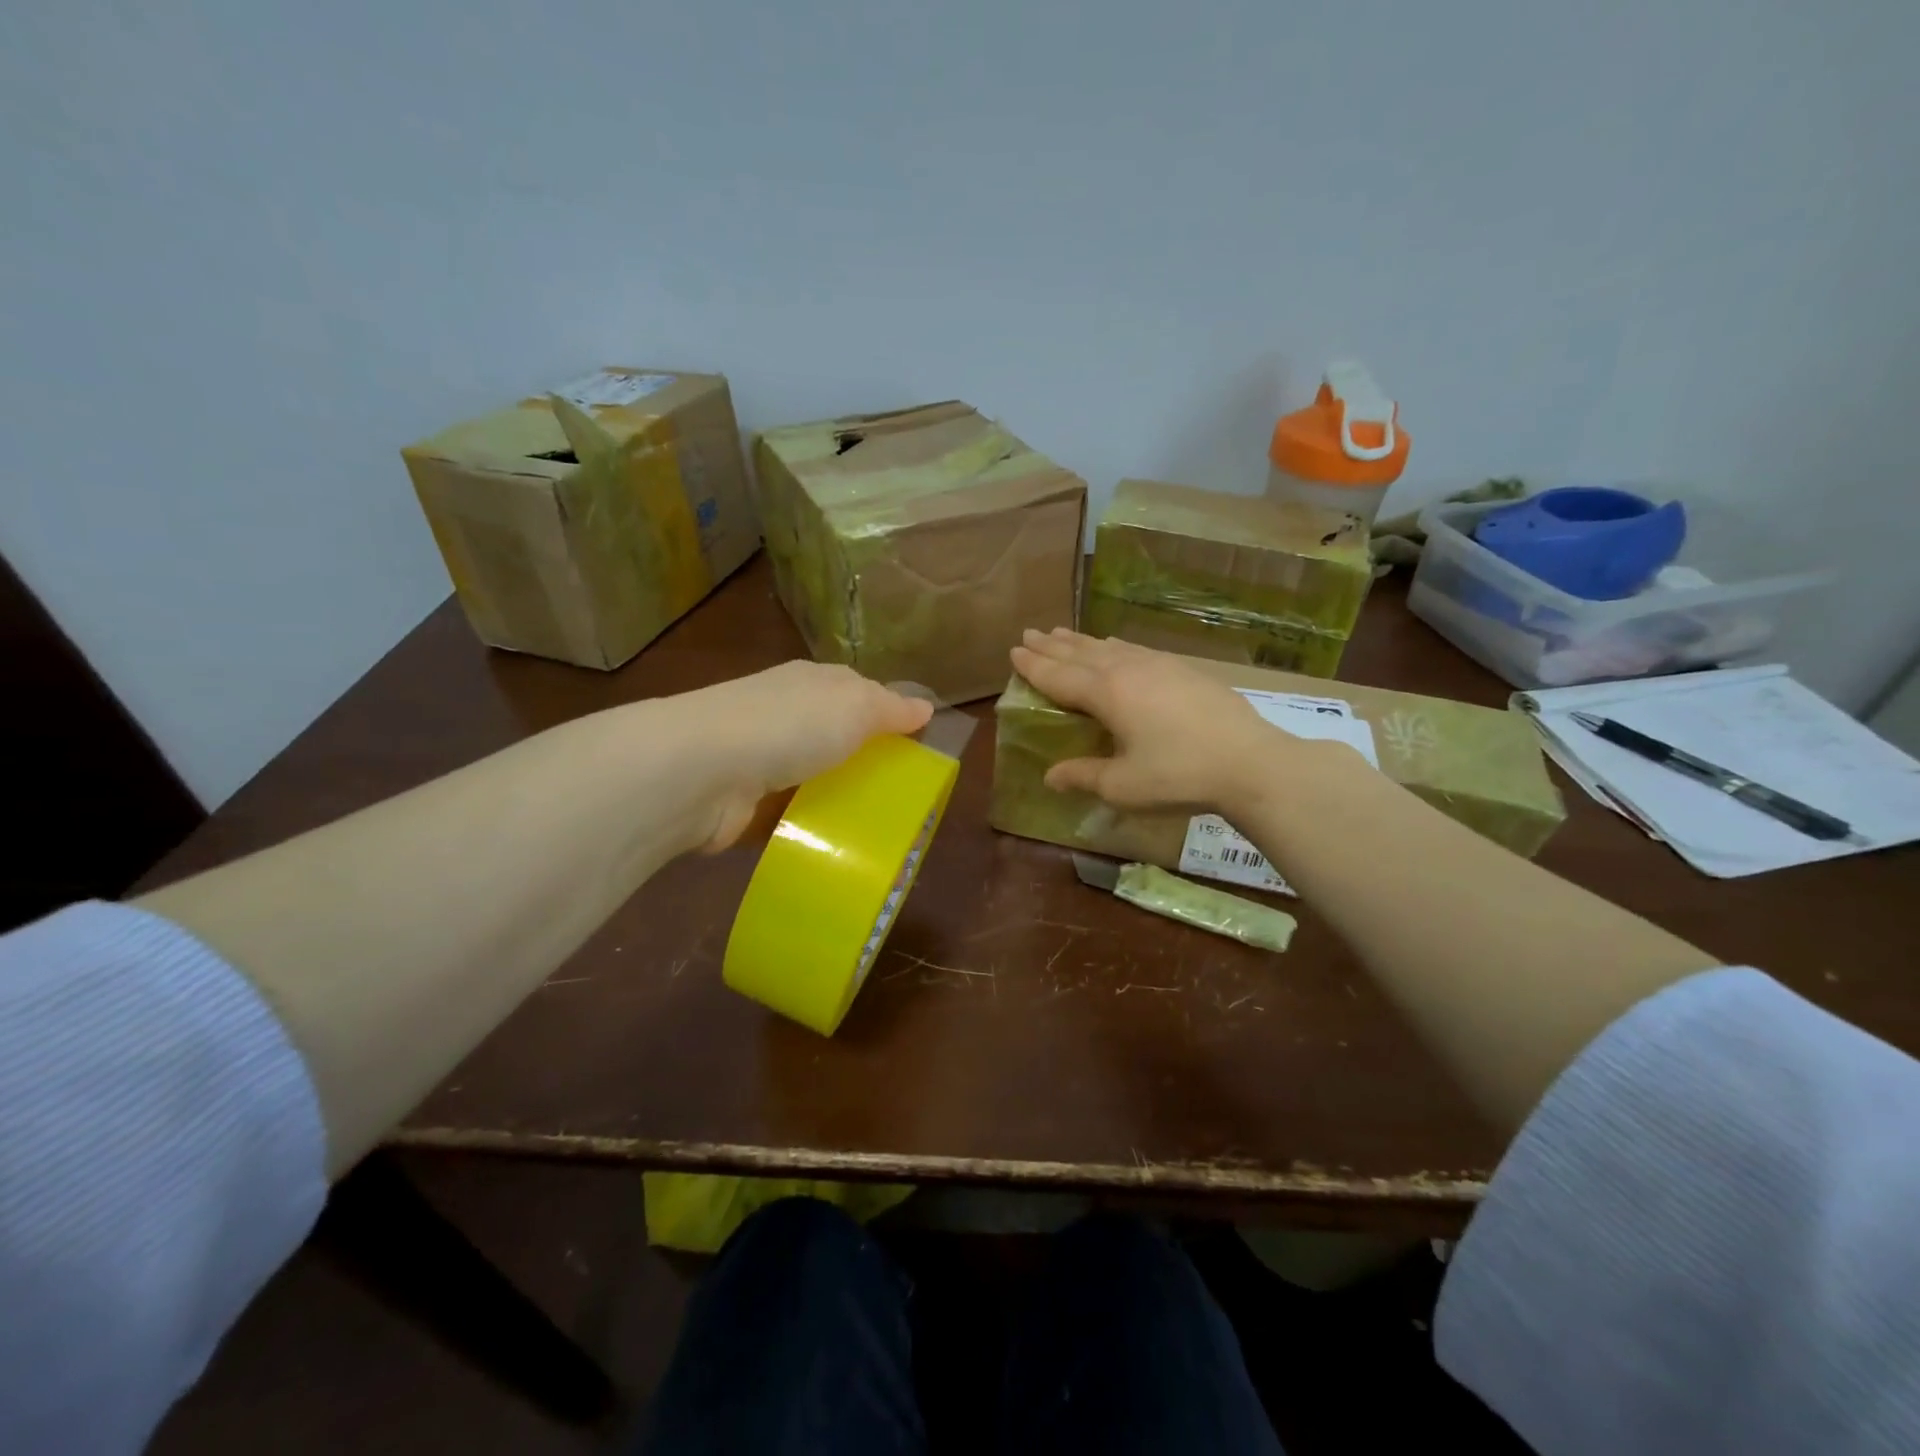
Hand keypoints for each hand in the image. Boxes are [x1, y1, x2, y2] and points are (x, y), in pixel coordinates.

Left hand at [665, 662, 933, 852]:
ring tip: (878, 830)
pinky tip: (835, 847)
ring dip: (837, 799)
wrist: (702, 770)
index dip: (888, 716)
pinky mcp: (745, 803)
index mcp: (812, 683)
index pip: (858, 693)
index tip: (918, 749)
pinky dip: (808, 828)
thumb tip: (925, 706)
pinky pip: (788, 815)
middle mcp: (784, 715)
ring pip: (813, 779)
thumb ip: (891, 708)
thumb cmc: (790, 726)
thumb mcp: (855, 706)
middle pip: (836, 739)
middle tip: (904, 798)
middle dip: (865, 764)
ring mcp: (761, 759)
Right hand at [1009, 628, 1299, 811]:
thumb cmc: (1179, 776)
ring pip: (1108, 646)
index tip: (1014, 650)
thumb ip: (1083, 776)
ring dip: (1080, 640)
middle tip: (1029, 633)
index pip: (1059, 675)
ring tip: (1061, 633)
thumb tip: (1050, 776)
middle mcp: (1127, 670)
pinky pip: (1135, 649)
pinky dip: (1113, 645)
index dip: (1034, 665)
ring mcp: (1158, 665)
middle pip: (1080, 653)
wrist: (1250, 762)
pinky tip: (1115, 645)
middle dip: (1051, 645)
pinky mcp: (1183, 669)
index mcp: (1106, 694)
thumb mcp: (1123, 786)